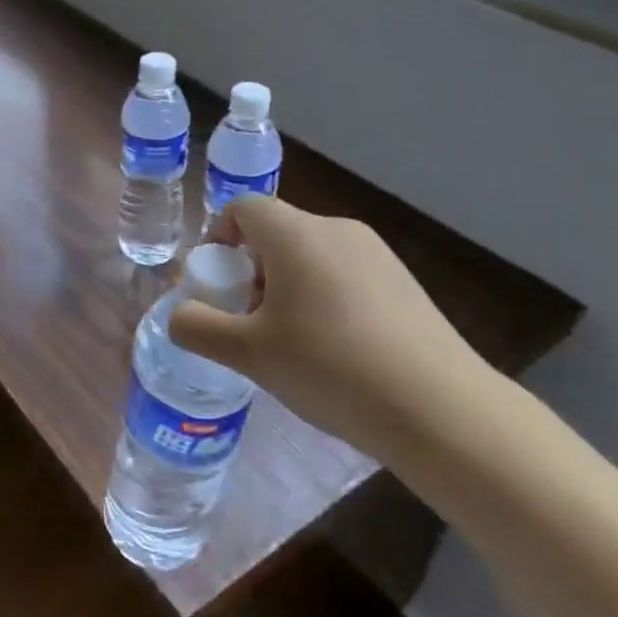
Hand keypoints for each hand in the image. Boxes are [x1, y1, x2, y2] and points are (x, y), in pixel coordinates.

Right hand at [169, 196, 497, 460]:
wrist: (439, 407)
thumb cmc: (329, 368)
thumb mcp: (248, 353)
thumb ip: (198, 328)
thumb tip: (178, 315)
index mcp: (296, 234)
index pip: (244, 209)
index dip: (218, 237)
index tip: (215, 283)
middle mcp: (337, 230)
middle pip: (276, 233)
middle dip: (249, 270)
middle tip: (246, 322)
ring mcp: (377, 254)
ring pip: (311, 255)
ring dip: (285, 286)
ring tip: (289, 342)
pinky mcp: (403, 282)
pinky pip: (344, 274)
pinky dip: (322, 297)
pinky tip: (334, 351)